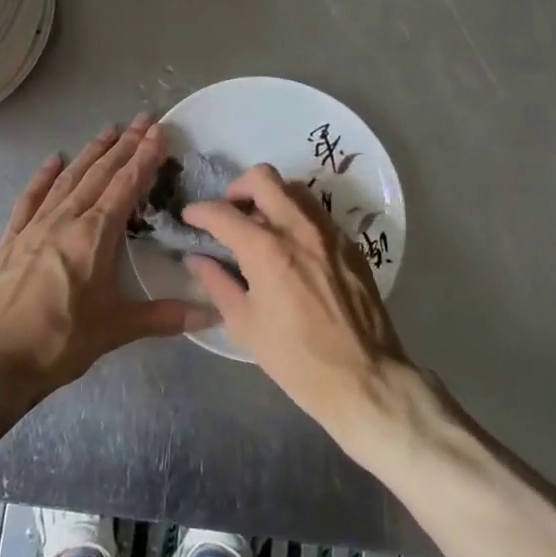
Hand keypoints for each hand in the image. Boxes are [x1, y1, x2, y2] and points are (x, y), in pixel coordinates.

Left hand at [0, 115, 217, 403]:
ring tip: (109, 130)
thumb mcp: (116, 330)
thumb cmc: (59, 342)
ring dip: (91, 153)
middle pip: (100, 172)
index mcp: (94, 234)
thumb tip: (213, 313)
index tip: (160, 131)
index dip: (145, 157)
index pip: (126, 184)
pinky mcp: (12, 237)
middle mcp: (66, 218)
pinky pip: (31, 197)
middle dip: (124, 144)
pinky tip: (53, 160)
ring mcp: (35, 225)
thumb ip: (165, 317)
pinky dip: (44, 176)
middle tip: (144, 120)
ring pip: (69, 178)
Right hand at [182, 165, 412, 441]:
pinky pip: (317, 213)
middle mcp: (298, 228)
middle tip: (230, 212)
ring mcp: (329, 232)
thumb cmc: (296, 358)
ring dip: (271, 197)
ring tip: (261, 226)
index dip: (199, 211)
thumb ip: (217, 283)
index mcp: (266, 249)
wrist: (364, 378)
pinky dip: (297, 217)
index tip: (190, 217)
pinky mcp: (350, 244)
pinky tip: (292, 246)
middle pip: (263, 178)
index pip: (223, 213)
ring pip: (294, 189)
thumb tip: (197, 259)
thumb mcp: (245, 324)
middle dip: (237, 188)